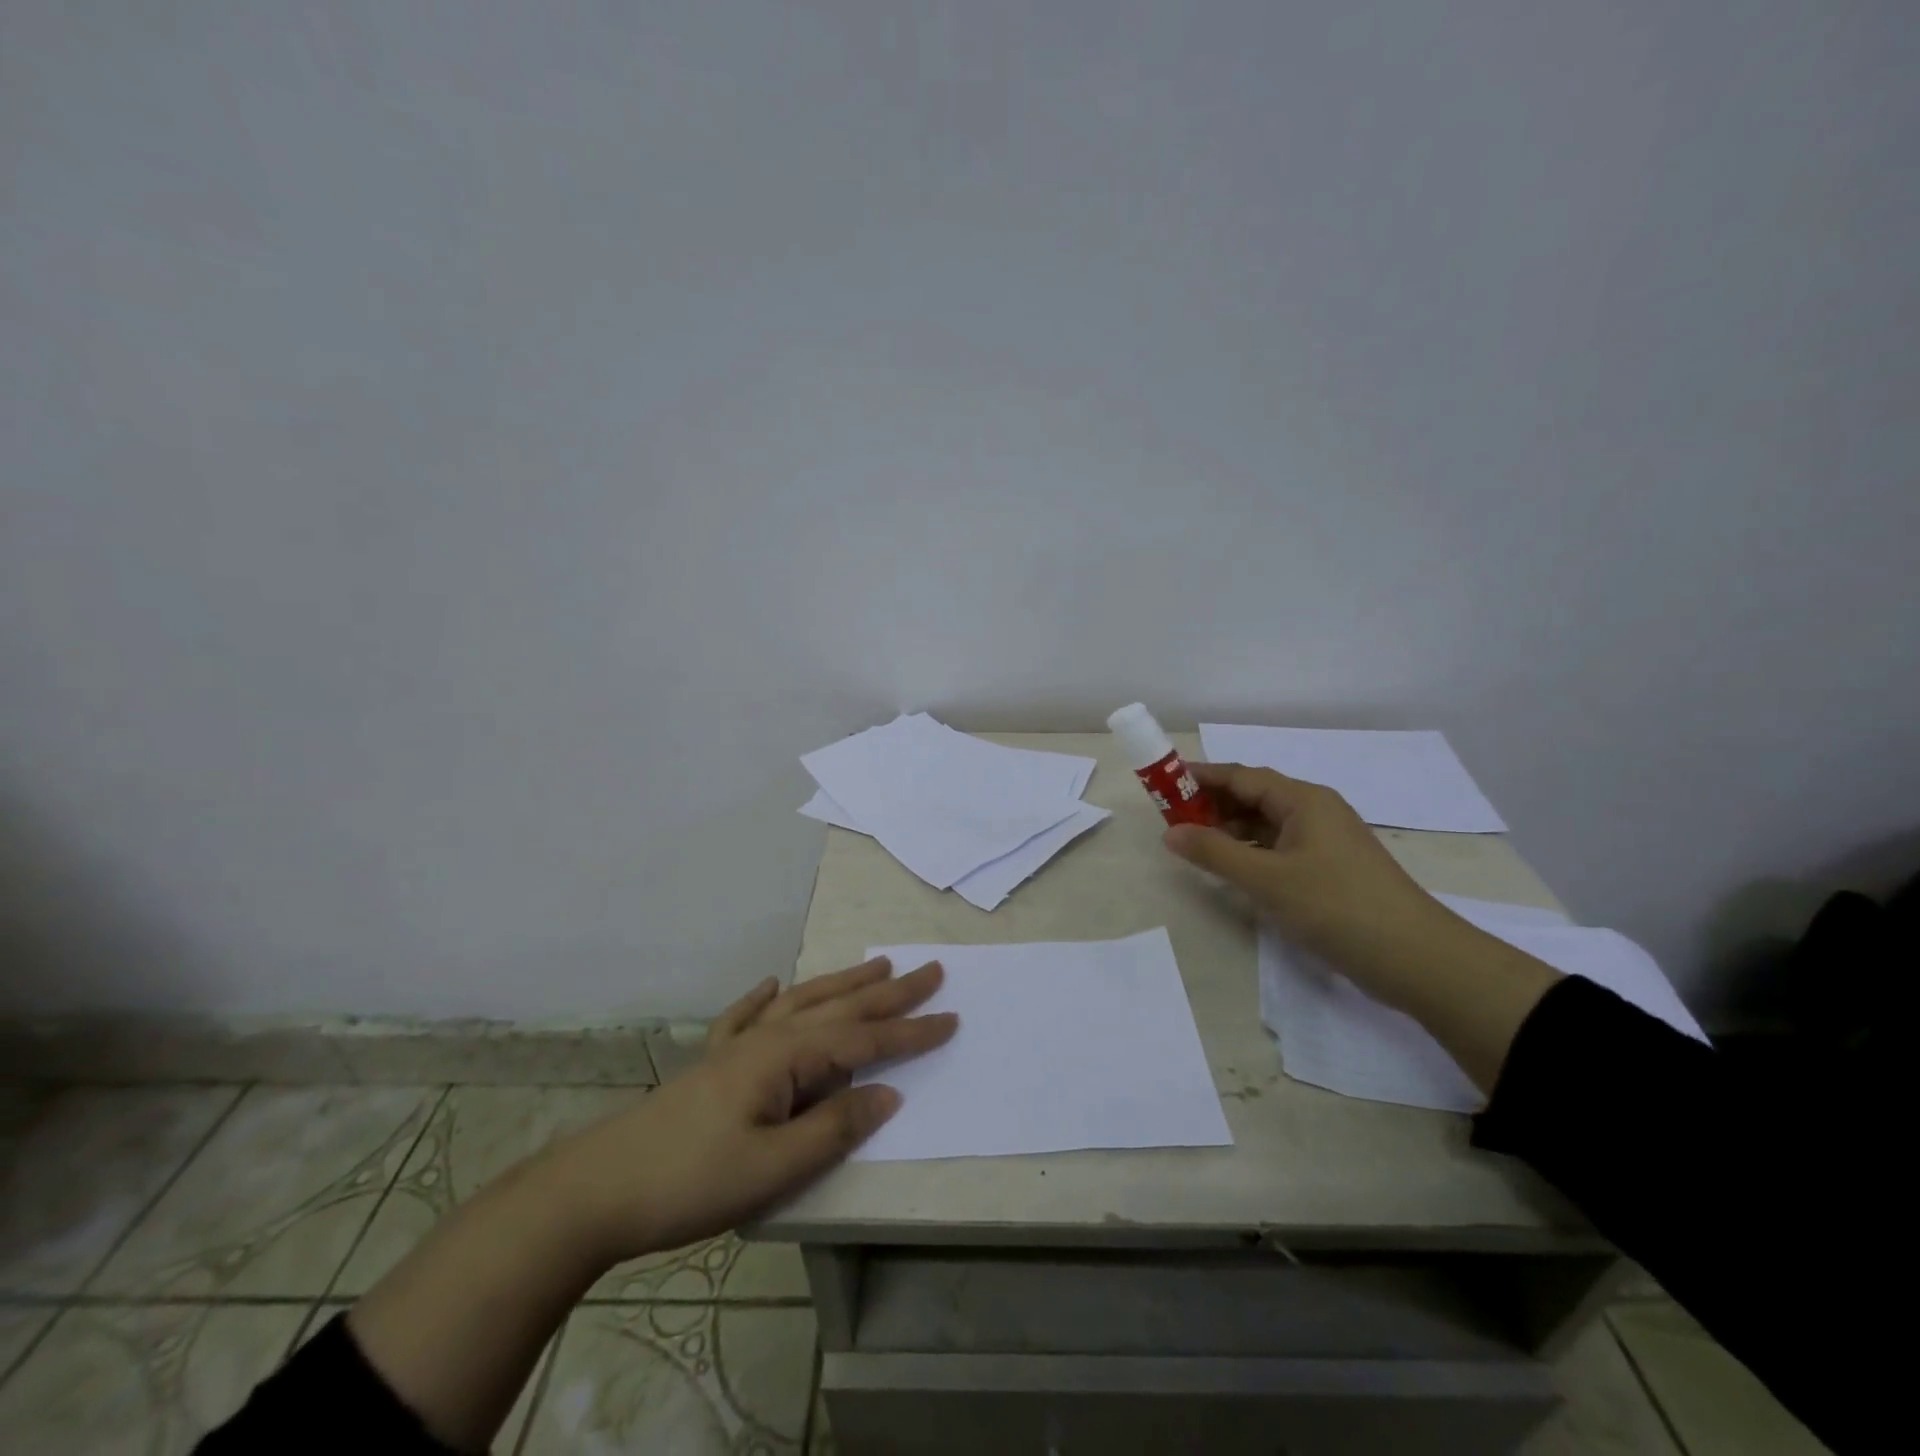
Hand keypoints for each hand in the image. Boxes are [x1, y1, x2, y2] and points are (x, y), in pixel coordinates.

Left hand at [554, 958, 954, 1261]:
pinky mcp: (713, 1064)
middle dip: (890, 992)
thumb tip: (888, 1092)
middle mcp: (767, 1037)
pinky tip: (770, 984)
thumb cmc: (692, 1180)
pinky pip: (746, 1017)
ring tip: (877, 964)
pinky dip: (764, 997)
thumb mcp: (774, 1166)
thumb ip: (835, 1127)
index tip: (951, 1018)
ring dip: (843, 983)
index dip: (910, 1032)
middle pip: (841, 1007)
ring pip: (803, 1001)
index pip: (864, 1039)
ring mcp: (737, 1046)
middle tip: (930, 969)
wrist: (599, 1190)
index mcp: (787, 1056)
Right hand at [1163, 762, 1465, 993]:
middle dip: (1212, 804)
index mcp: (1303, 800)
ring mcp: (1326, 841)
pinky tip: (1232, 869)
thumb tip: (1170, 832)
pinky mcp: (1331, 869)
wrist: (1416, 958)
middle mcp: (1315, 811)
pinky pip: (1280, 847)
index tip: (1163, 783)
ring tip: (1194, 845)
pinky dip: (1251, 852)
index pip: (1241, 776)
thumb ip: (1214, 853)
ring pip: (1267, 824)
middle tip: (1171, 819)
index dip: (1200, 777)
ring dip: (1230, 830)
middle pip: (1254, 796)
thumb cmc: (1337, 906)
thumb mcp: (1267, 879)